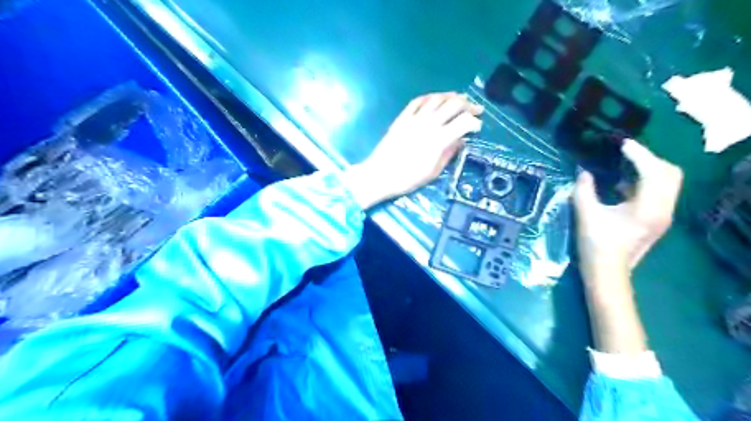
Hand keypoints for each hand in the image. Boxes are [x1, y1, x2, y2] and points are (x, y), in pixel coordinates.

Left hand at [344, 92, 484, 207]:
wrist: (380, 175)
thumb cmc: (408, 179)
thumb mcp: (433, 172)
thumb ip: (449, 154)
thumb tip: (460, 141)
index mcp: (439, 140)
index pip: (464, 122)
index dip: (475, 123)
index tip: (478, 128)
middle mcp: (429, 124)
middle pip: (454, 105)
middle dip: (469, 105)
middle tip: (476, 109)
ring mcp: (414, 118)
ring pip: (437, 99)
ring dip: (451, 96)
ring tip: (460, 98)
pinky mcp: (402, 117)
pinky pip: (418, 101)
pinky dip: (431, 97)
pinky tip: (436, 99)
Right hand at [576, 137, 681, 355]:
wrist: (607, 273)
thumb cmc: (596, 245)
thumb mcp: (586, 214)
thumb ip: (583, 189)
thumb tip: (582, 170)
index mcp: (649, 207)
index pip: (652, 170)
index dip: (637, 154)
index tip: (619, 143)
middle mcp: (663, 208)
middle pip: (669, 173)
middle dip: (648, 158)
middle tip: (624, 153)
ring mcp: (663, 215)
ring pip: (666, 182)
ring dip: (647, 169)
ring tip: (622, 164)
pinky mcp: (656, 219)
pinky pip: (658, 192)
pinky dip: (644, 182)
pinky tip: (620, 183)